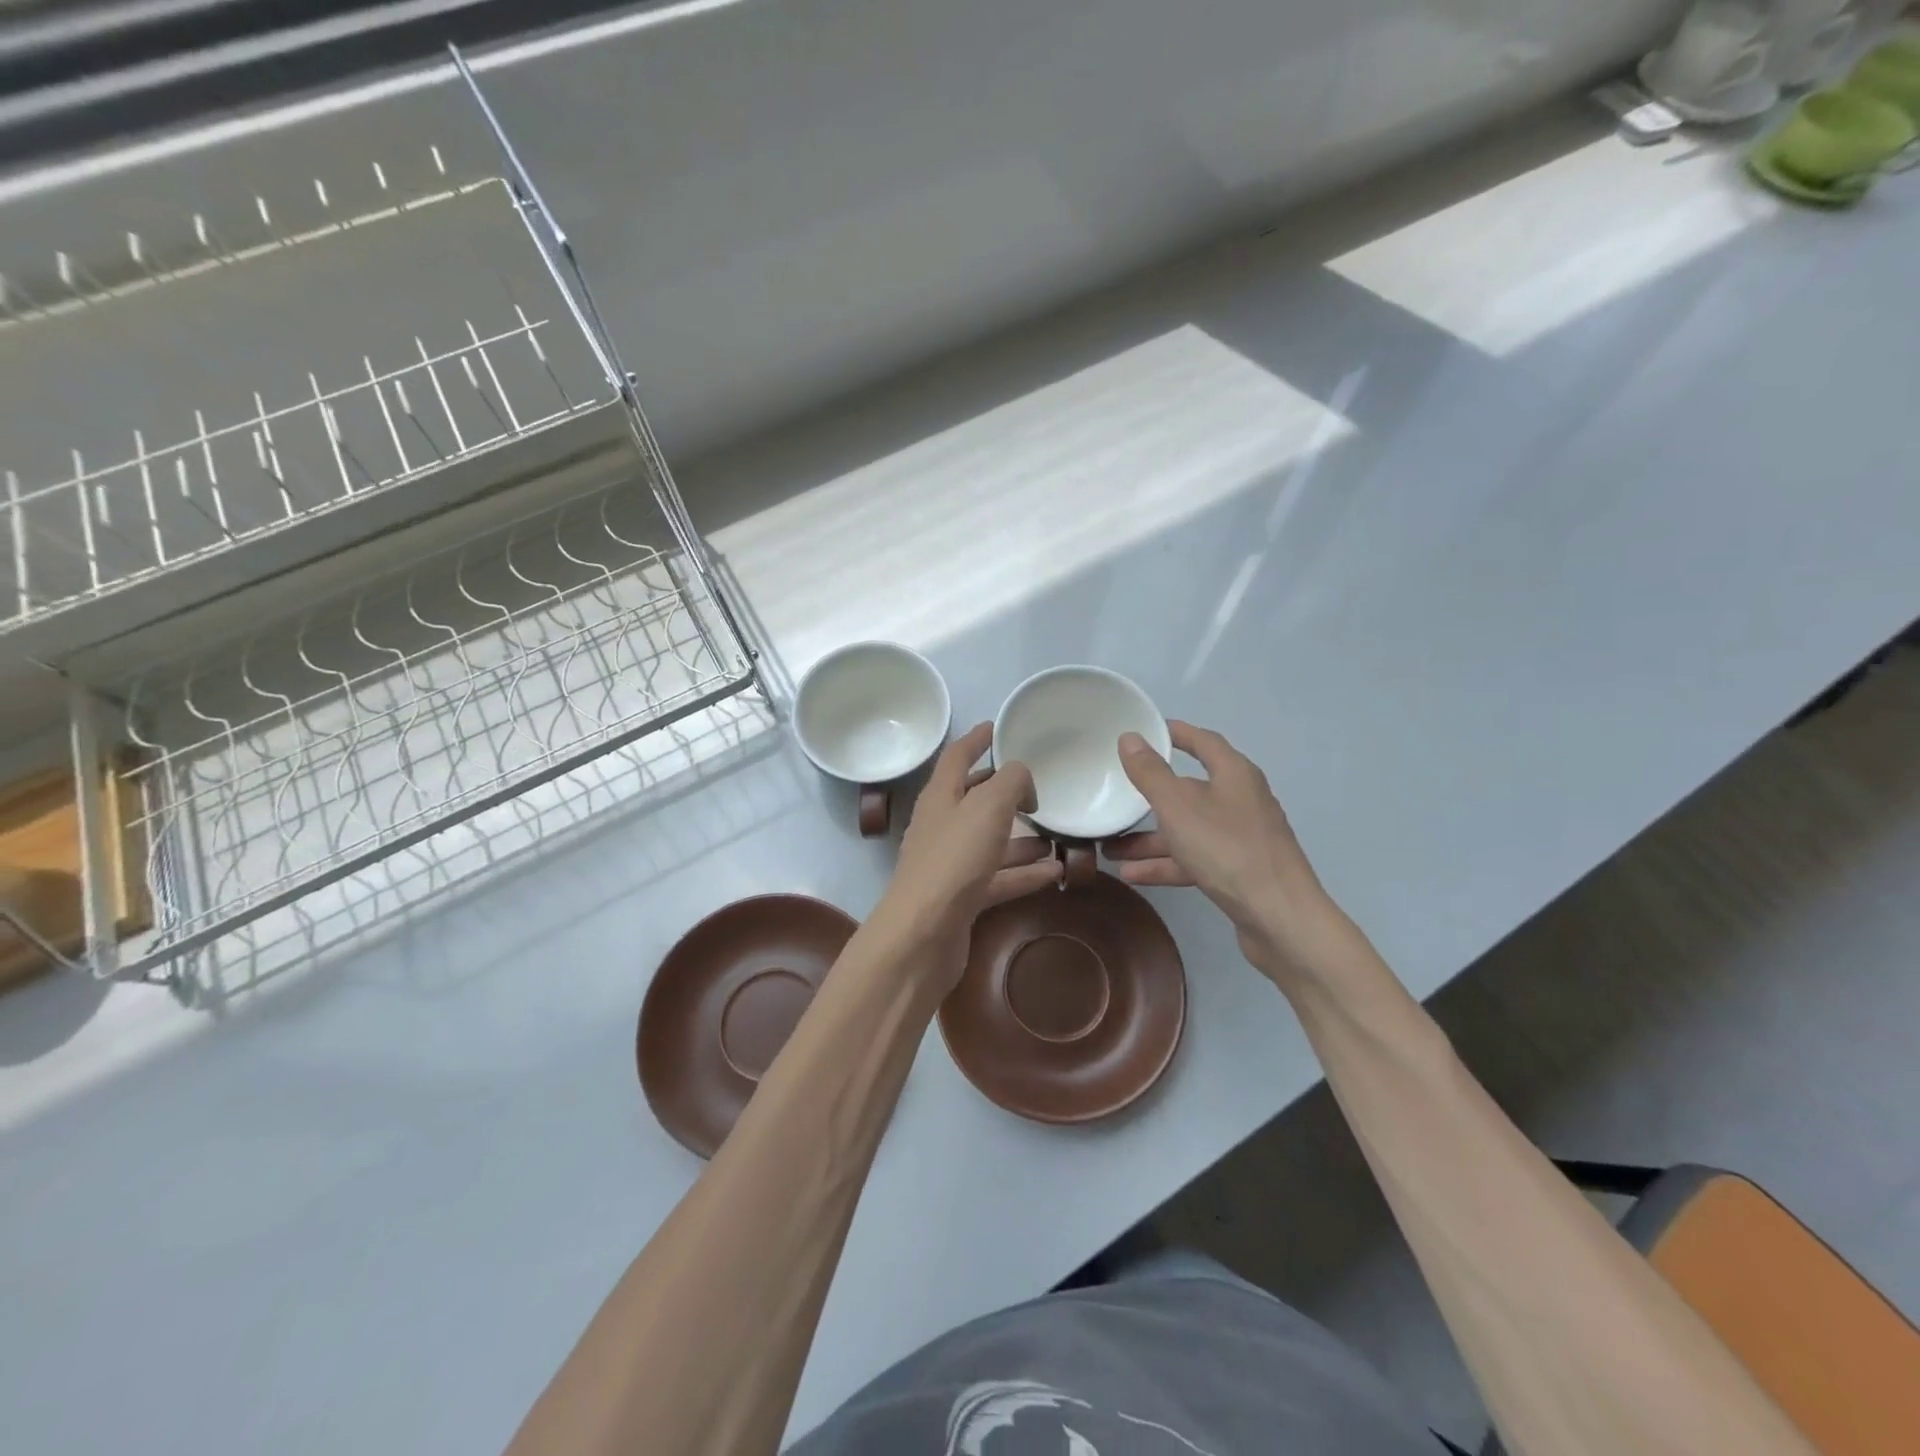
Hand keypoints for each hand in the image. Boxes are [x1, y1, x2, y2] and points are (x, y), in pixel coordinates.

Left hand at [873, 722, 1061, 989]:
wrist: (923, 934)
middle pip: (973, 799)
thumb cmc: (954, 859)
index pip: (956, 757)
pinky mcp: (962, 898)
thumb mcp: (988, 807)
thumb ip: (1010, 782)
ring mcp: (951, 864)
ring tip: (1056, 832)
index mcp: (939, 797)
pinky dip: (1025, 872)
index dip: (975, 739)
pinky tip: (1056, 871)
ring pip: (990, 841)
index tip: (995, 727)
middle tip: (1034, 785)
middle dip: (1001, 789)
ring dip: (1020, 835)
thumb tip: (1022, 779)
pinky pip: (999, 877)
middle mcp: (942, 826)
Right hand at [1104, 721, 1358, 982]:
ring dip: (1150, 839)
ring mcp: (1241, 838)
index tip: (1145, 732)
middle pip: (1190, 790)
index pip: (1203, 742)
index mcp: (1234, 775)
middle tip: (1116, 795)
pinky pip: (1194, 858)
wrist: (1280, 918)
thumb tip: (1130, 738)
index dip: (1176, 733)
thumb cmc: (1227, 850)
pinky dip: (1166, 864)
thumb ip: (1151, 774)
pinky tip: (1132, 874)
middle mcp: (1241, 800)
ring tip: (1109, 847)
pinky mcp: (1239, 871)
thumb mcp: (1179, 807)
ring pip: (1188, 829)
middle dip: (1150, 797)